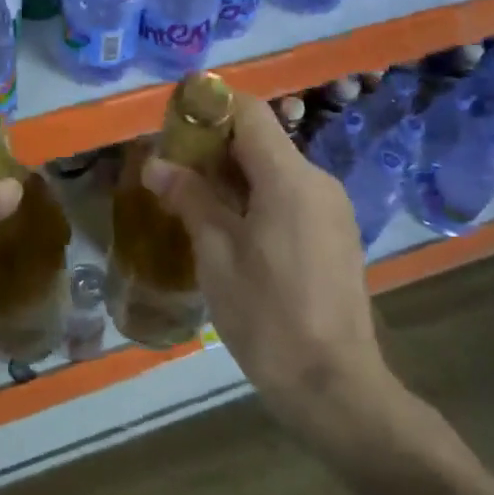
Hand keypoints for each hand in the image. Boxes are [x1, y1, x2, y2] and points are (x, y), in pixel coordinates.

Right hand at [142, 93, 401, 447]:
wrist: (334, 387)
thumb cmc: (267, 316)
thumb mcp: (216, 255)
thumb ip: (189, 198)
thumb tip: (156, 164)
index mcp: (290, 178)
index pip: (250, 112)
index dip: (210, 107)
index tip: (174, 123)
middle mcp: (317, 181)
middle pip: (262, 138)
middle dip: (215, 144)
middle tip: (173, 167)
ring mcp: (332, 208)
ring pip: (276, 168)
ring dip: (235, 172)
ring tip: (194, 198)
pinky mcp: (337, 233)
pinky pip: (292, 194)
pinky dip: (258, 195)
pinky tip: (231, 227)